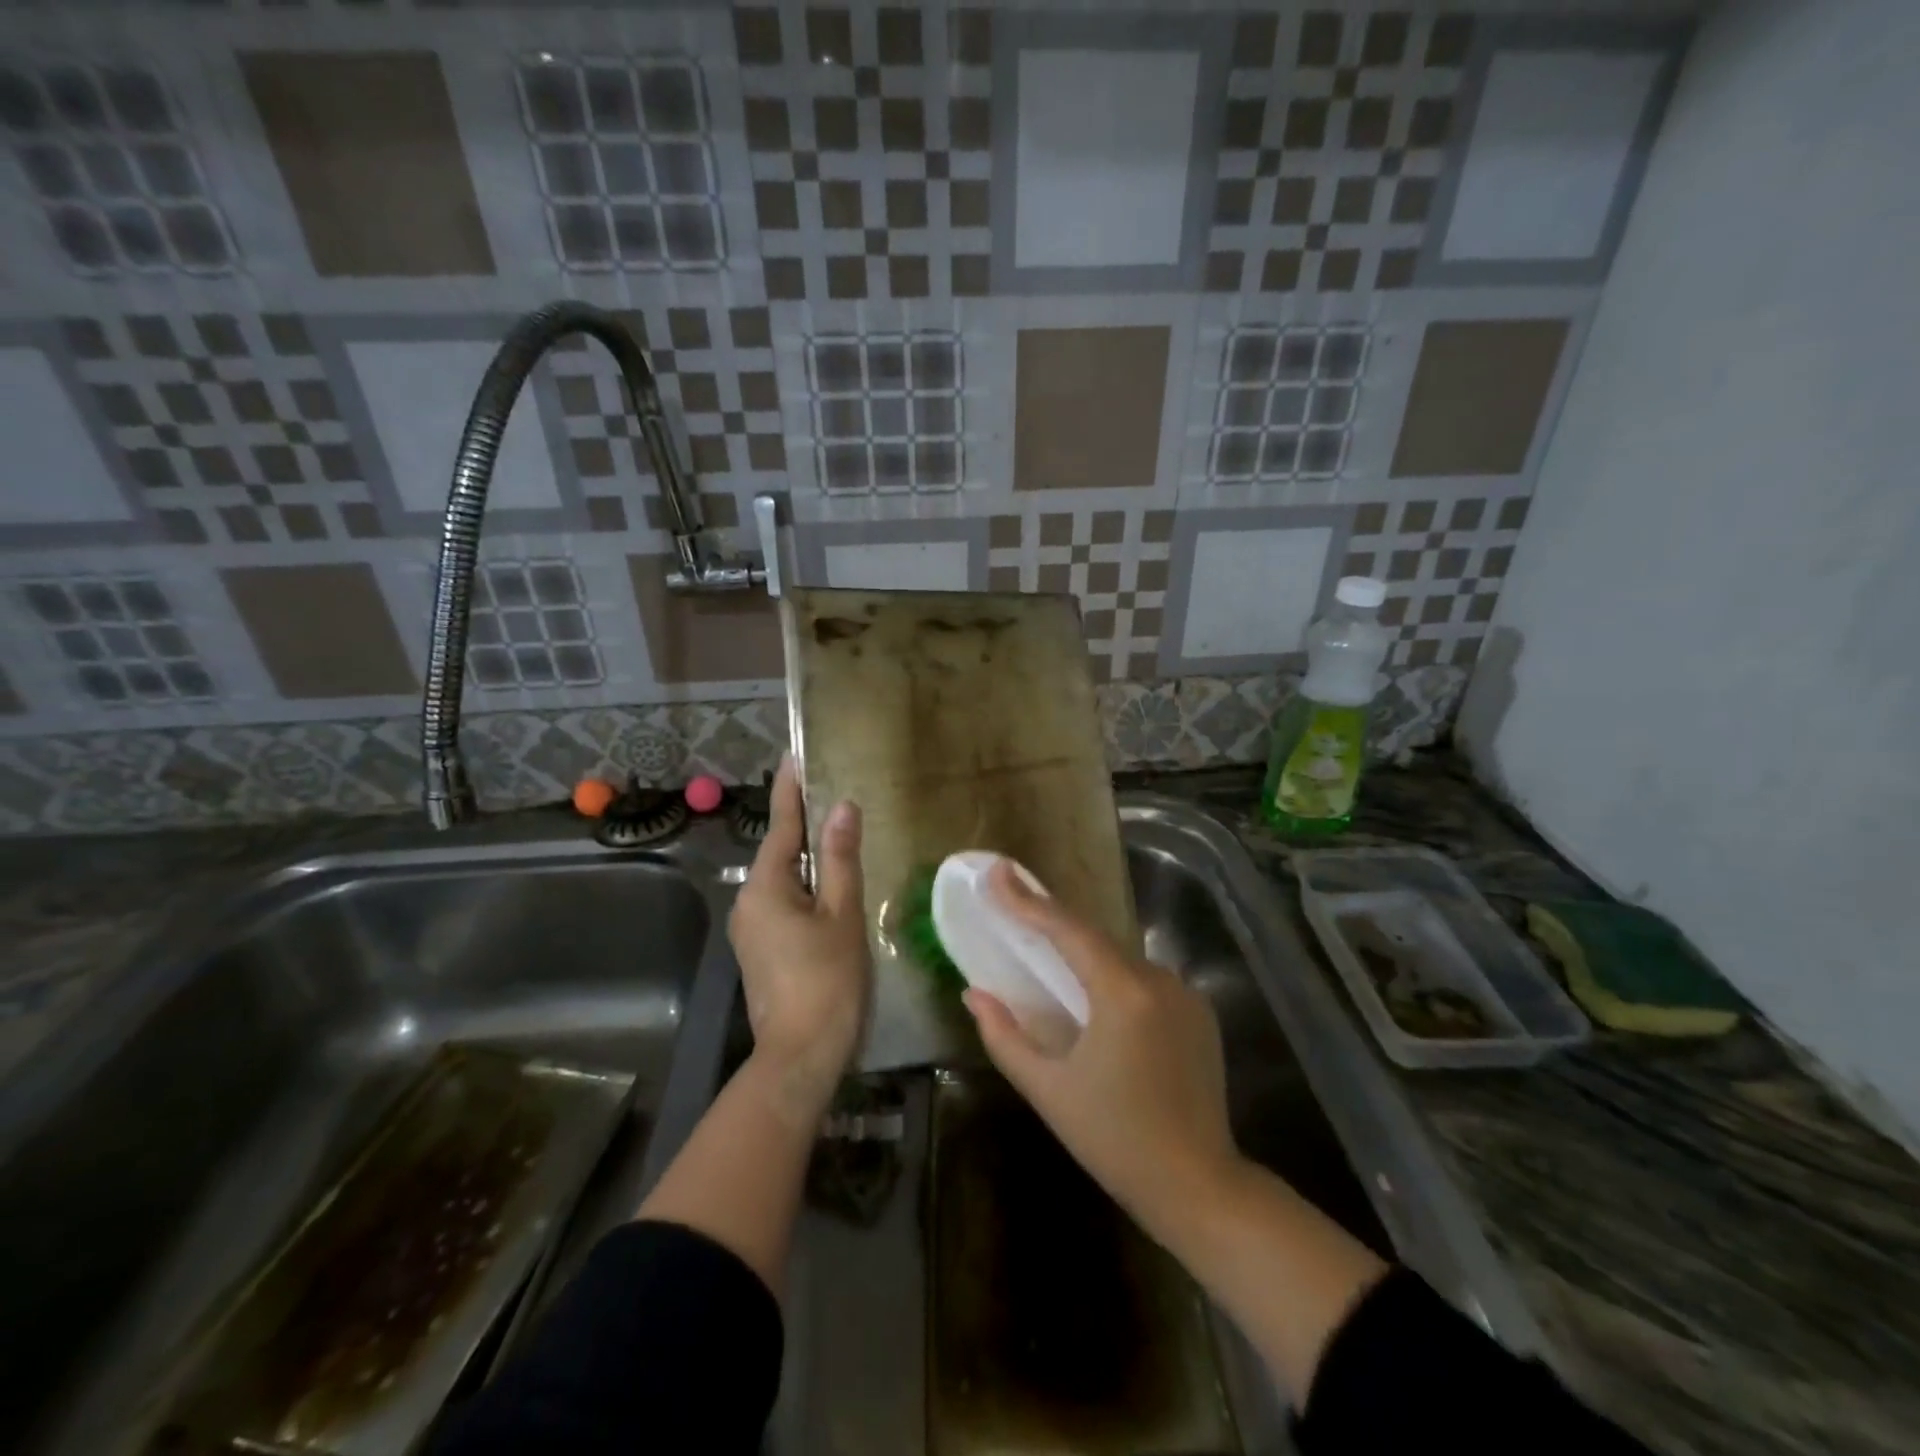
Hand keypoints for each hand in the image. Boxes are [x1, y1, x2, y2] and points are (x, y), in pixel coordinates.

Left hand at [728, 756, 868, 1120]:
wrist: (800, 1054)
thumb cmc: (827, 980)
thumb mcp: (842, 914)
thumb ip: (842, 859)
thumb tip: (844, 808)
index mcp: (765, 887)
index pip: (783, 826)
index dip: (791, 790)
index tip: (794, 756)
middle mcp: (748, 901)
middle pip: (782, 853)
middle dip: (806, 827)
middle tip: (836, 799)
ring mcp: (750, 928)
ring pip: (784, 880)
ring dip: (810, 861)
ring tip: (841, 840)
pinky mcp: (759, 949)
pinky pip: (783, 903)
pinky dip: (806, 889)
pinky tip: (831, 890)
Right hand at [964, 862, 1243, 1239]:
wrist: (1199, 1186)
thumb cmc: (1115, 1139)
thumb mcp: (1048, 1089)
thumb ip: (1005, 1036)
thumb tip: (974, 993)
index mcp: (1123, 993)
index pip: (1067, 930)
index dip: (1028, 900)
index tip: (998, 872)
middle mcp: (1159, 980)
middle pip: (1095, 939)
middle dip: (1052, 923)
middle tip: (1014, 908)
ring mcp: (1186, 995)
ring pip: (1120, 960)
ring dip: (1084, 956)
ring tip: (1049, 959)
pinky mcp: (1200, 1013)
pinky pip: (1145, 981)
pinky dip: (1113, 978)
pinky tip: (1095, 1000)